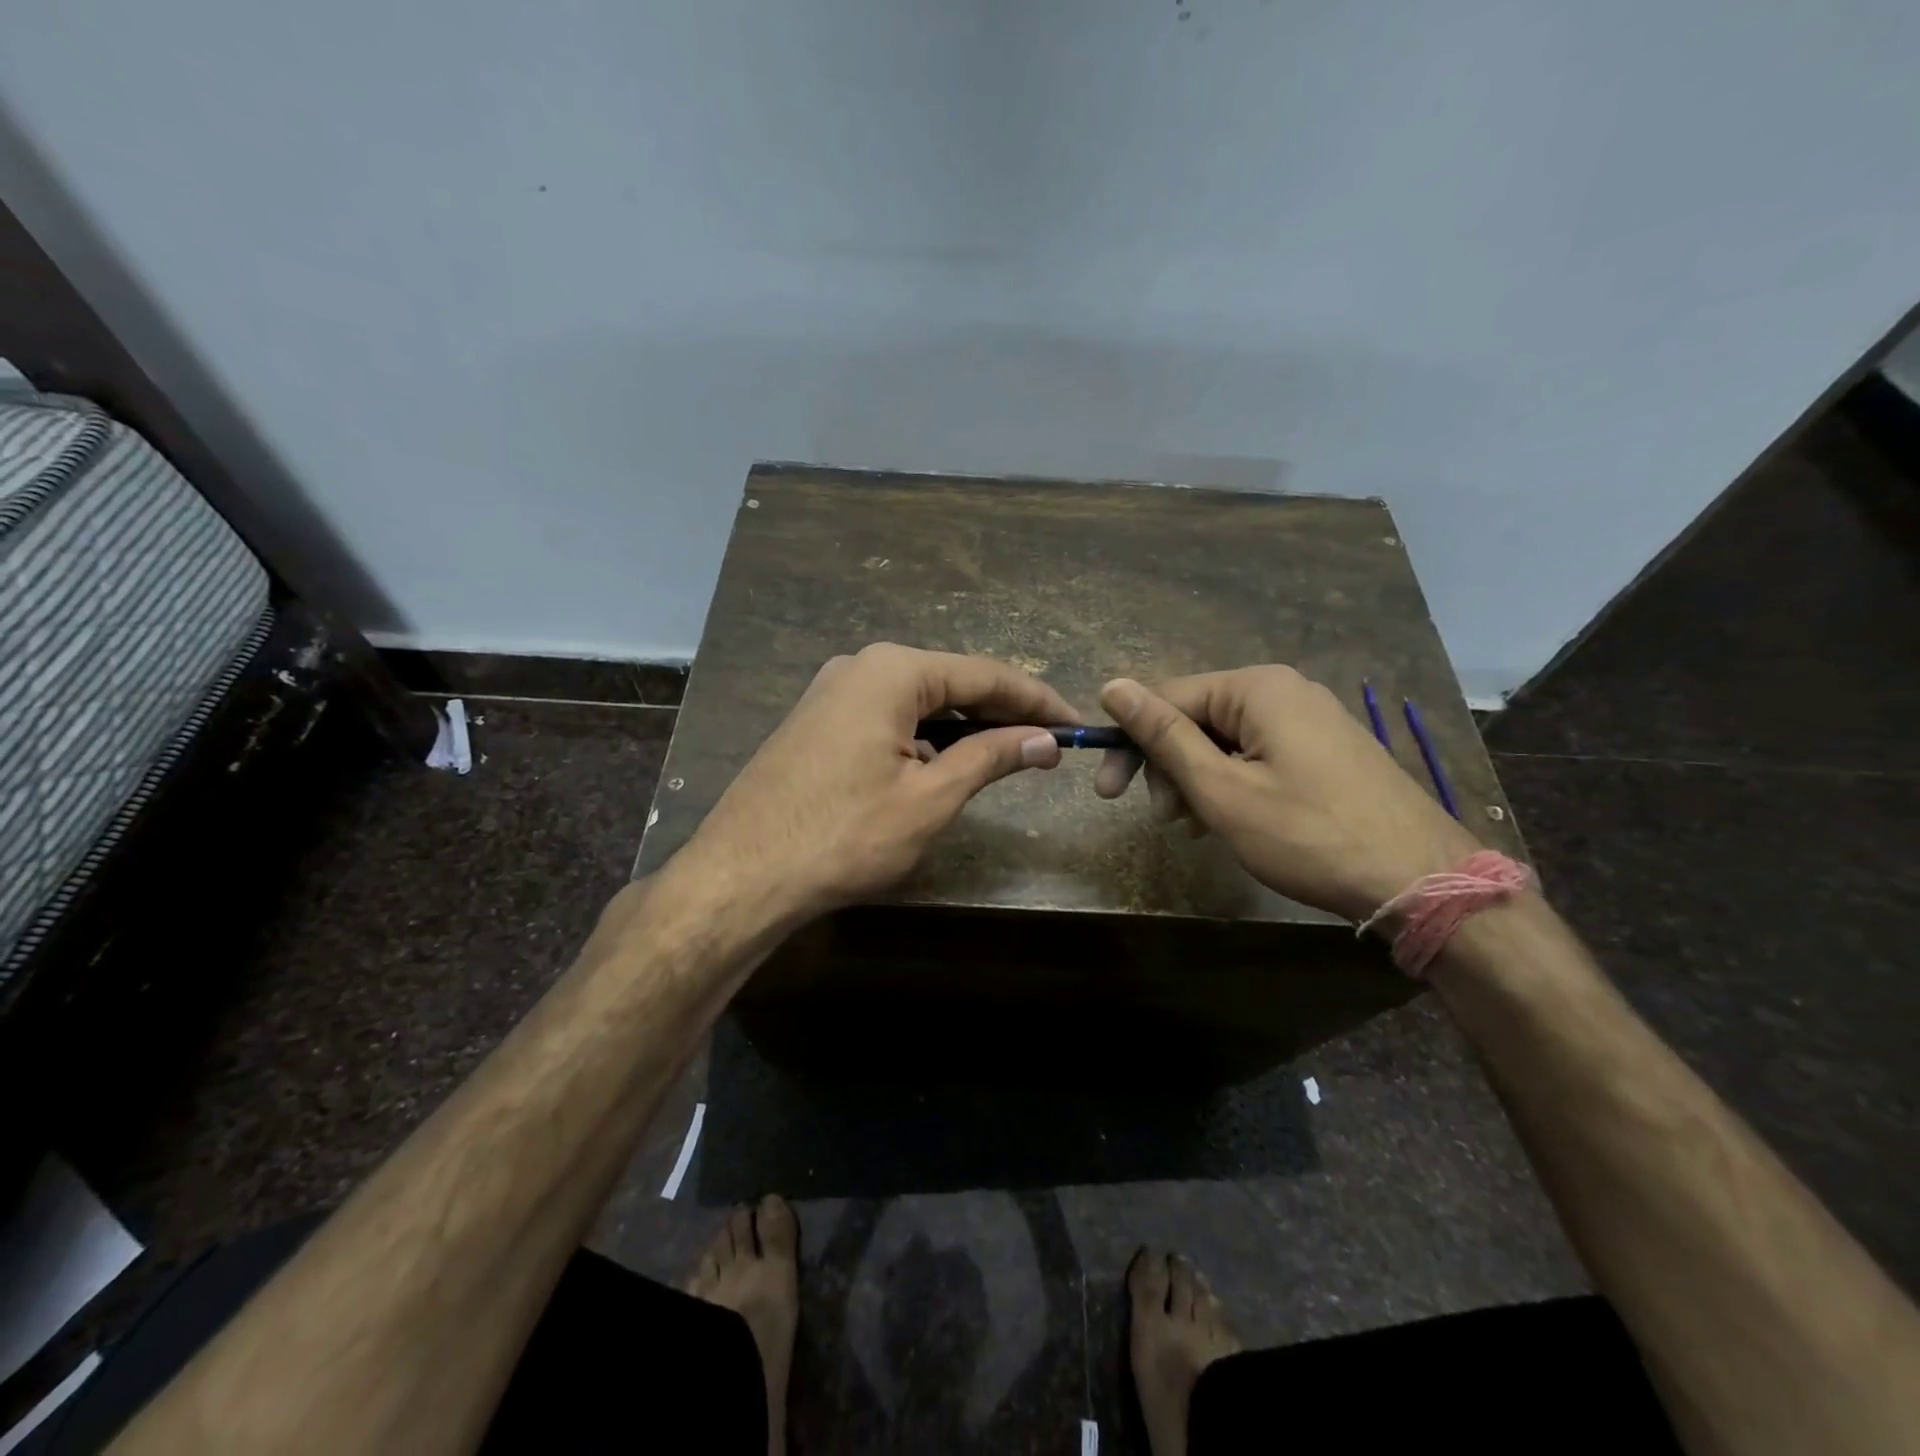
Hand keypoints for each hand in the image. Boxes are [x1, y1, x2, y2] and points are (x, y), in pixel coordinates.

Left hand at [676, 643, 1077, 926]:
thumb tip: (1045, 739)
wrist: (741, 875)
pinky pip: (888, 718)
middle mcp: (861, 666)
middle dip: (1001, 712)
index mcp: (893, 671)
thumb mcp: (931, 797)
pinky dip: (925, 737)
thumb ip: (991, 757)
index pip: (985, 675)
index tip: (1076, 724)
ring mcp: (832, 692)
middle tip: (1047, 742)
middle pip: (951, 682)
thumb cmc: (845, 835)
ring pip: (919, 702)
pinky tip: (943, 764)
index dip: (1036, 700)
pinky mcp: (818, 722)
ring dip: (963, 727)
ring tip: (1007, 754)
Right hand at [1093, 666, 1480, 921]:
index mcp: (1256, 688)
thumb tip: (1112, 686)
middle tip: (1163, 819)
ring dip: (1197, 780)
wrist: (1420, 879)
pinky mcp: (1326, 749)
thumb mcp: (1221, 788)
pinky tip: (1229, 821)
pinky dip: (1232, 784)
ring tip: (1195, 827)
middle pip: (1197, 717)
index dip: (1130, 743)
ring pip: (1225, 740)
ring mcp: (1310, 719)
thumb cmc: (1307, 834)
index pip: (1166, 697)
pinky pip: (1258, 754)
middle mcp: (1284, 690)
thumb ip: (1164, 735)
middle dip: (1168, 766)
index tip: (1107, 792)